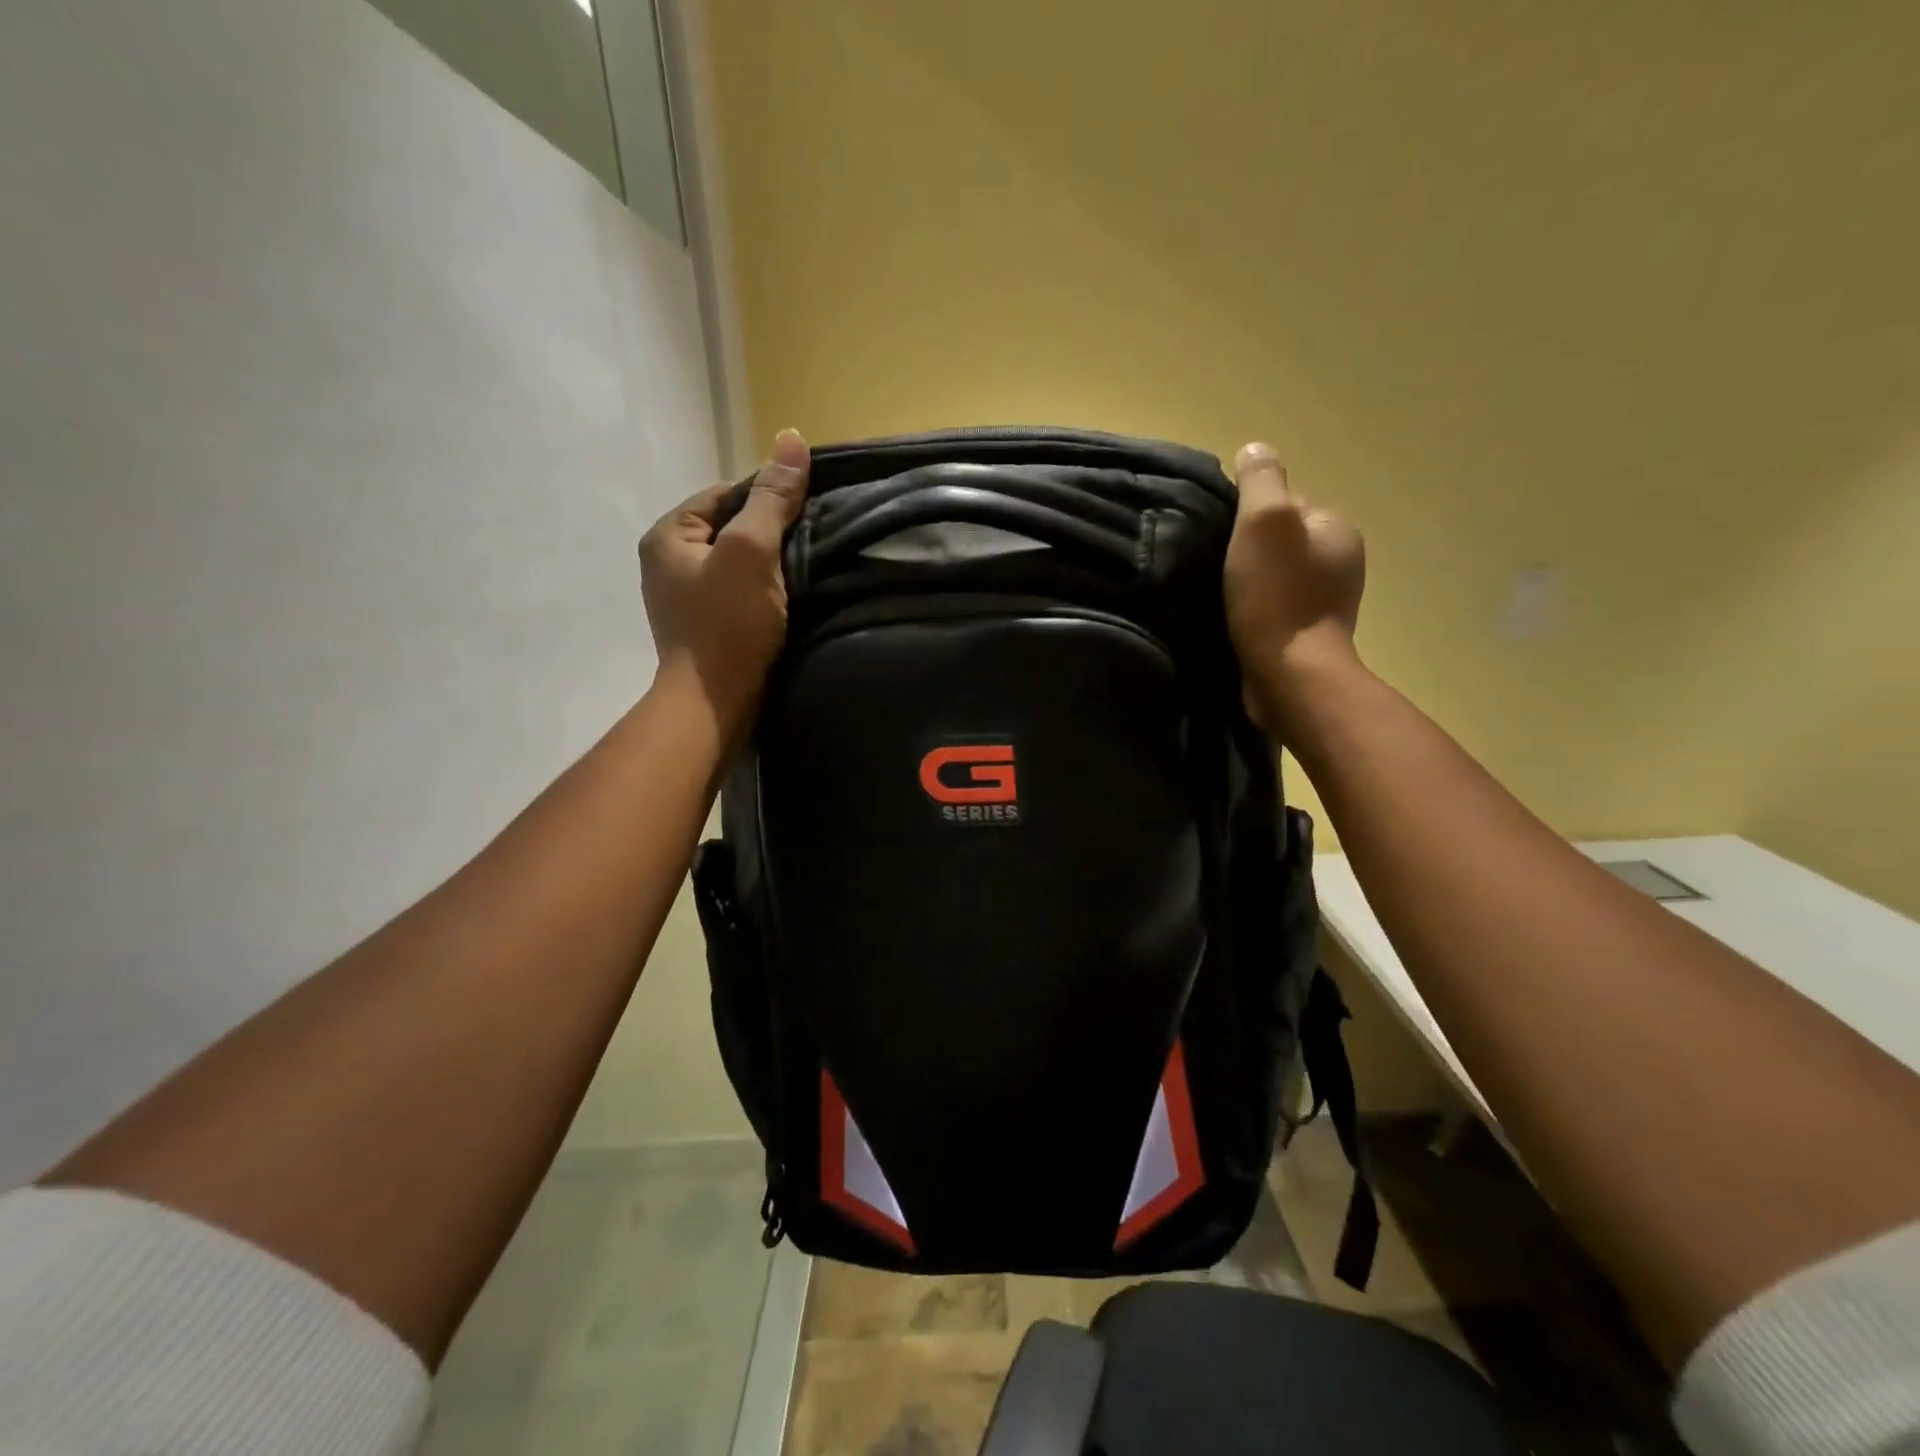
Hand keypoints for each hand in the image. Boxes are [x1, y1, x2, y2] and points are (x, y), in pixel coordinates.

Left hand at [640, 429, 810, 728]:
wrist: (714, 704)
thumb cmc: (728, 624)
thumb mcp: (751, 552)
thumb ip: (772, 499)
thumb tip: (792, 439)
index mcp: (667, 534)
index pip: (723, 493)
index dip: (766, 496)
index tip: (805, 511)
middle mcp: (666, 561)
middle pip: (729, 527)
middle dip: (768, 532)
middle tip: (809, 542)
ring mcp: (682, 597)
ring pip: (735, 563)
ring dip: (768, 564)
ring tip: (801, 571)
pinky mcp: (703, 626)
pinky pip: (736, 592)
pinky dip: (760, 592)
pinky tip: (785, 600)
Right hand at [1224, 442, 1366, 736]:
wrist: (1289, 675)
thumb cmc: (1276, 595)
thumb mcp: (1264, 522)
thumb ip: (1261, 480)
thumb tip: (1256, 449)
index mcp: (1336, 529)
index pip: (1287, 504)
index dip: (1250, 517)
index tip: (1226, 540)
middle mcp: (1341, 561)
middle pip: (1281, 541)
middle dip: (1250, 550)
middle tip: (1217, 569)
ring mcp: (1329, 602)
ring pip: (1278, 576)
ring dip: (1251, 582)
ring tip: (1223, 596)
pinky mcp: (1310, 636)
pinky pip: (1277, 607)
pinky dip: (1258, 609)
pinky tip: (1238, 619)